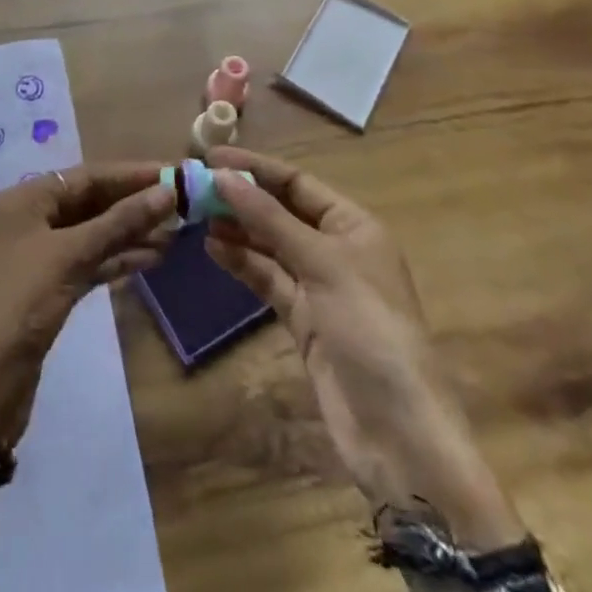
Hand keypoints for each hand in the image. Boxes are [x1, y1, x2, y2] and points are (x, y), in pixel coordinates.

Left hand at [0, 165, 173, 502]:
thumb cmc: (20, 304)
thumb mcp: (71, 255)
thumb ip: (120, 222)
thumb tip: (167, 192)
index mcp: (24, 200)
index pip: (86, 176)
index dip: (131, 174)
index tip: (174, 173)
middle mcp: (29, 219)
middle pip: (90, 202)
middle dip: (134, 203)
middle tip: (182, 204)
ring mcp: (39, 255)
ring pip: (93, 233)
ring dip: (132, 232)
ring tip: (177, 232)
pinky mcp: (49, 288)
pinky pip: (90, 261)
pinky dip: (118, 259)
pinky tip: (154, 258)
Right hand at [205, 149, 523, 548]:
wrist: (398, 433)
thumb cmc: (369, 329)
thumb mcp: (322, 264)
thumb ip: (269, 220)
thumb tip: (223, 177)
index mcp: (353, 225)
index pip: (297, 183)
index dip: (255, 169)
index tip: (210, 159)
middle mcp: (336, 249)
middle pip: (281, 212)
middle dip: (241, 198)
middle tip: (194, 187)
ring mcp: (318, 287)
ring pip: (270, 246)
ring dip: (236, 230)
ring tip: (195, 216)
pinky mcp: (303, 320)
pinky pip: (267, 279)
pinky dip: (242, 263)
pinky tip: (212, 249)